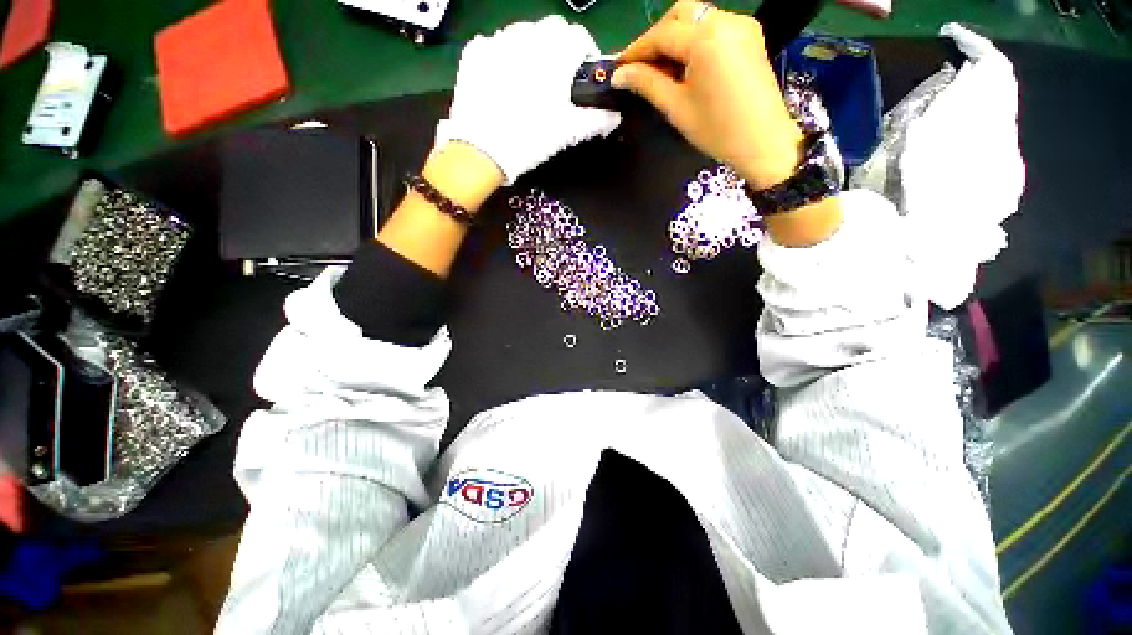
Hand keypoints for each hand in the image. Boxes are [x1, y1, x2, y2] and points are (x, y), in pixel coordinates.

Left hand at [436, 16, 621, 184]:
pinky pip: (495, 44)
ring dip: (531, 51)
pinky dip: (503, 57)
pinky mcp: (475, 52)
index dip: (585, 55)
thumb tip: (615, 116)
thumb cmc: (531, 139)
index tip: (582, 77)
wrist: (482, 150)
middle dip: (559, 50)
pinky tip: (503, 82)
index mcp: (555, 53)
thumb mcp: (568, 132)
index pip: (580, 37)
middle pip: (551, 30)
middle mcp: (528, 37)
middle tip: (556, 82)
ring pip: (523, 34)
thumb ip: (596, 120)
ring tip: (528, 83)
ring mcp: (497, 40)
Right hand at [613, 2, 802, 189]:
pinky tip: (686, 64)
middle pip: (680, 14)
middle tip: (640, 67)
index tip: (619, 67)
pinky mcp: (749, 35)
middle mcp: (725, 20)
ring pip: (697, 18)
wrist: (763, 141)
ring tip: (661, 69)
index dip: (636, 49)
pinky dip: (694, 40)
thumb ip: (647, 84)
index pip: (662, 33)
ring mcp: (741, 25)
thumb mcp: (677, 107)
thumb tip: (619, 75)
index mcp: (706, 39)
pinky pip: (713, 27)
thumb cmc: (717, 130)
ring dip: (675, 38)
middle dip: (656, 37)